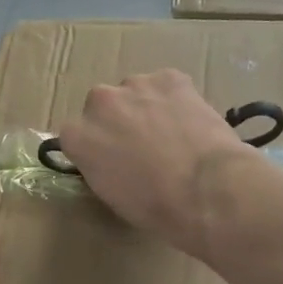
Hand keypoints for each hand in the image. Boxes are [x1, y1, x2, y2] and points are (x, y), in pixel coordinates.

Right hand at [54, 70, 247, 251]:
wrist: (206, 188)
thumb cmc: (155, 206)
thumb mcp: (111, 195)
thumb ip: (100, 167)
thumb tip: (111, 160)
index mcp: (78, 136)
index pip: (75, 134)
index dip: (96, 146)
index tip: (111, 159)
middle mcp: (99, 102)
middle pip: (103, 106)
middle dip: (118, 121)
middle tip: (142, 146)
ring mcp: (135, 85)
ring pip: (135, 92)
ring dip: (146, 107)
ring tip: (172, 134)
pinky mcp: (170, 78)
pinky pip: (167, 86)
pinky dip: (175, 99)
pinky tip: (190, 122)